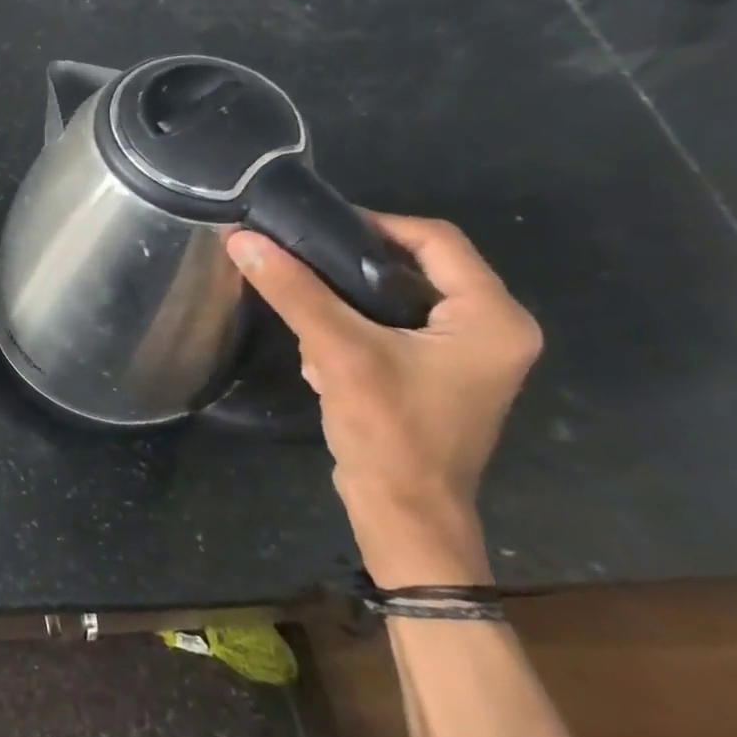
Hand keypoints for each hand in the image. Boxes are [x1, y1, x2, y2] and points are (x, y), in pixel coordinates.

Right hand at [225, 214, 541, 586]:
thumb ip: (294, 291)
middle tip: (301, 261)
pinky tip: (322, 351)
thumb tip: (242, 239)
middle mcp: (493, 330)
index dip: (373, 223)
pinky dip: (357, 327)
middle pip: (418, 267)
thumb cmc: (388, 430)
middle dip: (354, 266)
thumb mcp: (339, 351)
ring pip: (400, 297)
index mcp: (493, 318)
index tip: (315, 225)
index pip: (436, 240)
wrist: (403, 513)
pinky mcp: (439, 375)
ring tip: (306, 313)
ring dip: (349, 300)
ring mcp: (467, 355)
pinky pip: (396, 327)